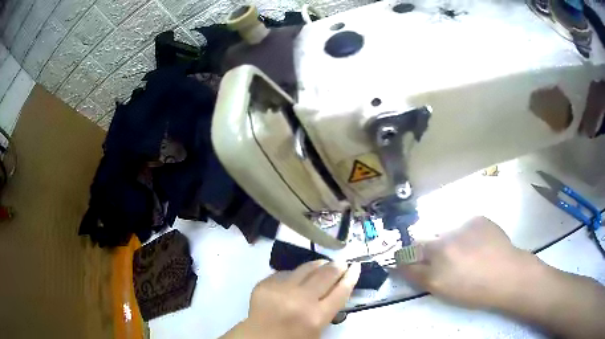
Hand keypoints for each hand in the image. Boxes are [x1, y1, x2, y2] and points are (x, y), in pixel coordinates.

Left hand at [222, 260, 360, 338]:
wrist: (260, 337)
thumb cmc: (292, 338)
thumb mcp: (318, 330)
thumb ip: (329, 309)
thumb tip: (337, 287)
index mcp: (316, 316)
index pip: (341, 291)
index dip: (352, 277)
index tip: (356, 267)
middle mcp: (300, 300)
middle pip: (326, 275)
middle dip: (337, 266)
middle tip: (342, 263)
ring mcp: (281, 289)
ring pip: (306, 268)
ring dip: (319, 264)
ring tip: (324, 263)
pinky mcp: (265, 284)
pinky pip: (286, 273)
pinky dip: (296, 274)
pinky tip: (299, 276)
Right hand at [398, 216, 537, 308]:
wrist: (508, 274)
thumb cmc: (474, 290)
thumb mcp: (442, 290)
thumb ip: (420, 275)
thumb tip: (403, 263)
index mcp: (435, 262)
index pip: (407, 255)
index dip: (404, 257)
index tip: (406, 261)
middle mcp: (445, 241)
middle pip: (423, 240)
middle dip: (425, 249)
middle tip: (441, 259)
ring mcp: (463, 226)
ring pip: (444, 231)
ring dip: (447, 240)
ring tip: (464, 252)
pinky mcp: (478, 218)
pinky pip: (464, 225)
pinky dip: (466, 234)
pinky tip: (477, 243)